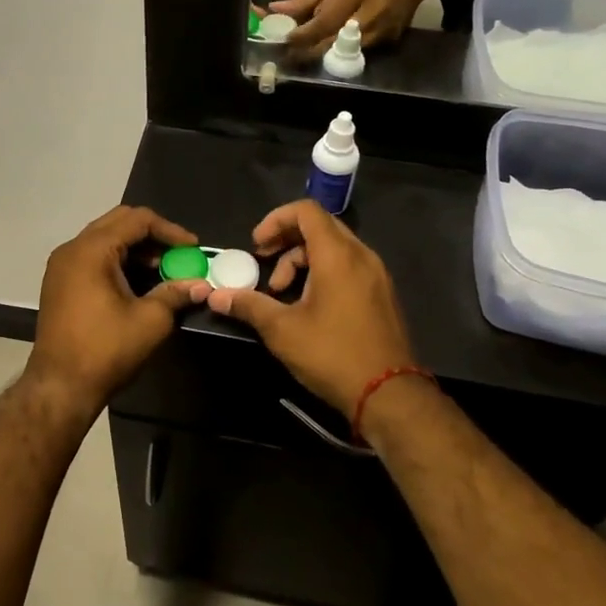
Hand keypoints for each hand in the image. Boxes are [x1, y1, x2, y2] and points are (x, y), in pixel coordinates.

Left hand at [26, 206, 211, 413]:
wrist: (59, 386)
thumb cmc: (105, 350)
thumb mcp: (150, 320)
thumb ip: (176, 294)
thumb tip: (201, 285)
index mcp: (92, 250)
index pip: (137, 220)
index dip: (170, 231)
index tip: (193, 249)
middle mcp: (72, 249)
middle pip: (119, 222)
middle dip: (152, 235)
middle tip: (178, 254)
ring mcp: (62, 265)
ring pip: (105, 238)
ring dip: (135, 248)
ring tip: (162, 269)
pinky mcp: (59, 282)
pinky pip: (93, 256)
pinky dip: (118, 260)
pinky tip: (138, 282)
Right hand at [205, 200, 419, 418]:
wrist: (389, 395)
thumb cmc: (333, 355)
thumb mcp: (282, 330)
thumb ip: (249, 305)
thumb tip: (216, 296)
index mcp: (338, 255)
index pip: (306, 211)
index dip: (276, 219)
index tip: (257, 245)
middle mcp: (361, 255)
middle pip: (319, 226)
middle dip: (286, 241)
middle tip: (264, 263)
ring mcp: (376, 275)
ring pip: (334, 248)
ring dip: (302, 260)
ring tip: (282, 293)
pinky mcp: (382, 294)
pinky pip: (348, 266)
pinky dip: (323, 272)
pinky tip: (309, 305)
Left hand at [274, 0, 430, 59]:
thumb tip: (277, 9)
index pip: (324, 23)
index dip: (302, 36)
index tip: (284, 41)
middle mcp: (371, 16)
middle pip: (333, 44)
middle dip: (308, 52)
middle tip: (289, 56)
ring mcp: (383, 31)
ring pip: (346, 53)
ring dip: (324, 55)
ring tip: (306, 53)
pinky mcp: (391, 40)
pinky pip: (360, 52)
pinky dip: (343, 51)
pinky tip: (331, 47)